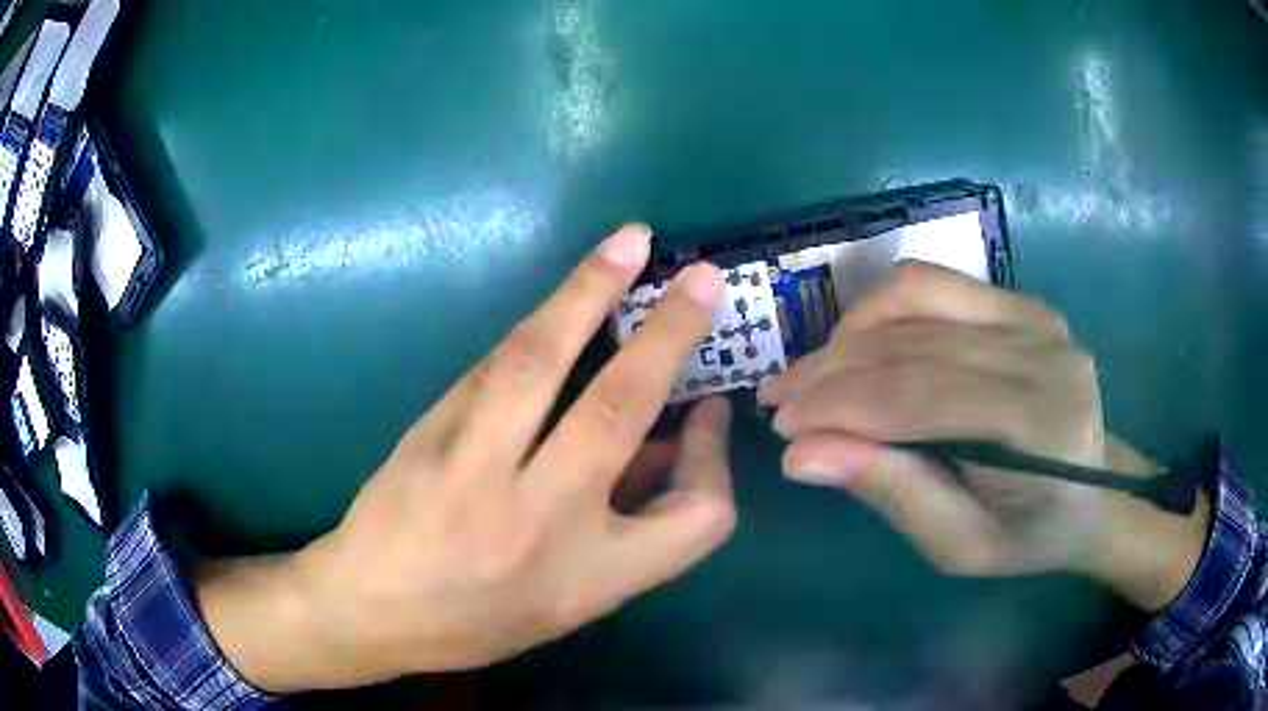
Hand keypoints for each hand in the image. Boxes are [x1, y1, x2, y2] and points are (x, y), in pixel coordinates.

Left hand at [198, 225, 736, 691]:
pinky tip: (565, 298)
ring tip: (629, 243)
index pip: (697, 517)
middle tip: (702, 278)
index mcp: (589, 577)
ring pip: (539, 362)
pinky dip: (538, 327)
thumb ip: (627, 530)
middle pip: (620, 407)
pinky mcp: (430, 429)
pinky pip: (494, 366)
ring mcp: (474, 467)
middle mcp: (539, 518)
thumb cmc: (477, 621)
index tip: (707, 413)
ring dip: (589, 292)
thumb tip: (663, 443)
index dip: (714, 461)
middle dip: (669, 334)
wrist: (370, 610)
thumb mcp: (569, 603)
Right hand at [758, 262, 1207, 608]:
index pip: (922, 397)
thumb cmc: (1030, 534)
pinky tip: (858, 344)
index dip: (842, 406)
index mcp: (1039, 426)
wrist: (1094, 493)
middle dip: (832, 370)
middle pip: (914, 343)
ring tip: (812, 373)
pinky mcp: (1020, 301)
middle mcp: (1041, 353)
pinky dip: (882, 310)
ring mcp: (1033, 316)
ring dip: (849, 333)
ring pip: (916, 297)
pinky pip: (935, 284)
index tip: (781, 426)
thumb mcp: (960, 546)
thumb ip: (893, 494)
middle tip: (778, 400)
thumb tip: (802, 455)